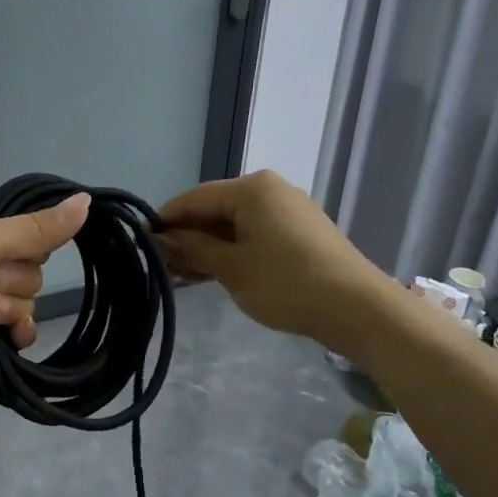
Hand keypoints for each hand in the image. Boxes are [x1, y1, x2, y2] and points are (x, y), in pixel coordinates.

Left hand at [0, 194, 89, 397]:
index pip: (21, 228)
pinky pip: (19, 327)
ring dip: (8, 309)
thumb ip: (35, 228)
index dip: (24, 244)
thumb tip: (86, 199)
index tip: (9, 254)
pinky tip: (2, 337)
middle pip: (28, 266)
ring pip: (26, 299)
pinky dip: (14, 331)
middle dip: (12, 281)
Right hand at [157, 171, 377, 338]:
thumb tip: (160, 239)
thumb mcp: (231, 268)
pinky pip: (254, 236)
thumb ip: (192, 249)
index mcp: (252, 188)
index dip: (165, 221)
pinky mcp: (299, 234)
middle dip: (186, 237)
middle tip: (160, 266)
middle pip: (214, 210)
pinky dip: (231, 253)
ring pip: (234, 226)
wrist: (357, 308)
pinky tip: (212, 275)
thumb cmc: (286, 282)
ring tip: (181, 276)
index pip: (194, 198)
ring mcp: (288, 212)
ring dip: (207, 249)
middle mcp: (270, 191)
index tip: (140, 244)